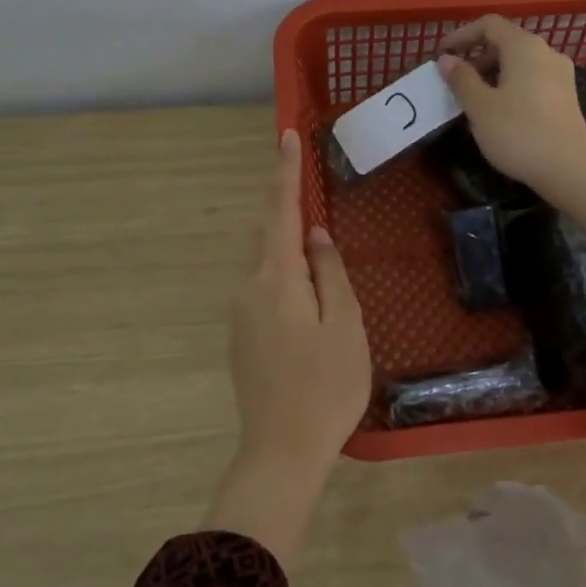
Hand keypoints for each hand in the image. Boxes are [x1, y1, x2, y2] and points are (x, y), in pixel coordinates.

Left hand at [207, 129, 370, 568]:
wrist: (281, 450)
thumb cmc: (326, 386)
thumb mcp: (344, 325)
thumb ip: (329, 274)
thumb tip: (314, 235)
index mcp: (276, 280)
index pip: (280, 212)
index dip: (285, 173)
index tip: (286, 136)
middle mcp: (249, 289)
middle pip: (268, 236)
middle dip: (285, 210)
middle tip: (308, 190)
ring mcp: (240, 316)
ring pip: (266, 267)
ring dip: (288, 251)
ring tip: (319, 256)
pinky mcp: (242, 339)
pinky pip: (263, 292)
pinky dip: (284, 280)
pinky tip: (307, 301)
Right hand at [440, 15, 585, 302]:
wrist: (569, 168)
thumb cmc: (518, 133)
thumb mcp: (480, 106)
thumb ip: (461, 79)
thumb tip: (447, 60)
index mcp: (524, 46)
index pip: (488, 25)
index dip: (461, 36)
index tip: (442, 55)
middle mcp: (546, 52)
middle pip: (505, 42)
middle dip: (476, 58)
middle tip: (456, 83)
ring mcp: (560, 74)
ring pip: (519, 63)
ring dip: (493, 74)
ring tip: (474, 101)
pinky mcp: (566, 96)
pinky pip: (531, 79)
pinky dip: (510, 86)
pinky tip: (500, 112)